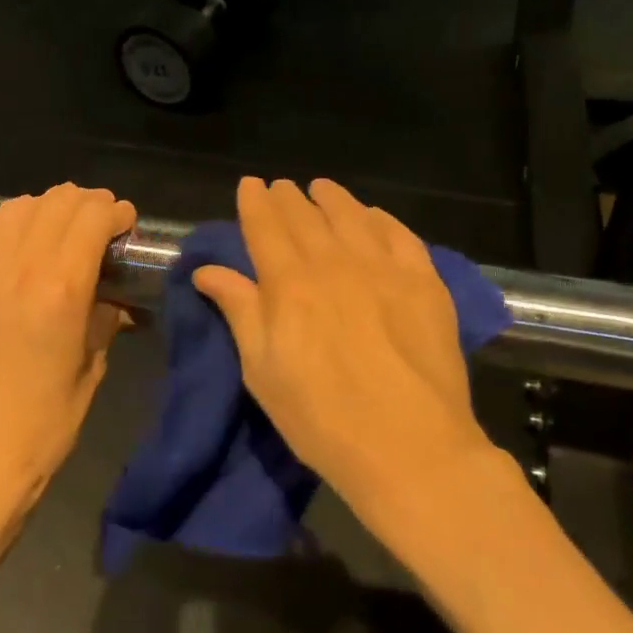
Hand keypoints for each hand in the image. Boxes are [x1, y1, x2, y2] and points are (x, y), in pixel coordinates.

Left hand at [0, 184, 136, 505]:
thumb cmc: (48, 420)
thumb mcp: (93, 365)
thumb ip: (105, 317)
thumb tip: (114, 295)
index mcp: (62, 289)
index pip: (92, 217)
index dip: (117, 212)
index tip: (127, 224)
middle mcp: (20, 268)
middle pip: (57, 202)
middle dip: (88, 203)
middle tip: (102, 224)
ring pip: (19, 207)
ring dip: (49, 208)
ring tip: (63, 227)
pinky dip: (12, 222)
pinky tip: (24, 240)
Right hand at [193, 177, 491, 509]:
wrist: (410, 447)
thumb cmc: (321, 418)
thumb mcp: (262, 371)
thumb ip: (239, 310)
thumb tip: (207, 270)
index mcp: (289, 283)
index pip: (266, 226)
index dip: (255, 202)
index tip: (250, 184)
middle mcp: (335, 262)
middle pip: (306, 216)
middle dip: (289, 197)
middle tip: (281, 186)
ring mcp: (384, 268)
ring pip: (352, 216)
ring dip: (332, 199)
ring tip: (321, 189)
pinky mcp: (425, 283)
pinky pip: (399, 235)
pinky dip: (380, 219)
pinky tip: (372, 216)